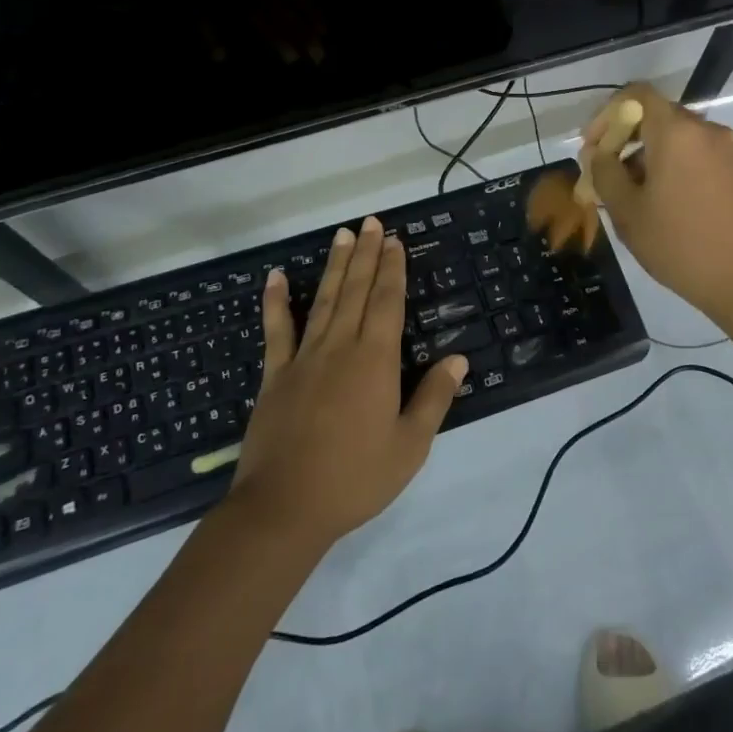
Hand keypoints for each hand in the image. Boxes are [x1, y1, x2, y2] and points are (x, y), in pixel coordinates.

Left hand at [230, 216, 468, 547]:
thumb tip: (458, 359)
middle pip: (356, 290)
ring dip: (335, 266)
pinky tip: (274, 277)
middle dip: (367, 255)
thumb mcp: (409, 446)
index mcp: (375, 361)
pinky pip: (276, 330)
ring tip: (342, 235)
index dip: (392, 269)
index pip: (387, 302)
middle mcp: (340, 347)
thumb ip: (434, 398)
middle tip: (371, 223)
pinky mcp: (276, 375)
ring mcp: (304, 358)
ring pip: (323, 300)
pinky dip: (275, 302)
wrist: (284, 508)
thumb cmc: (355, 478)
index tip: (395, 240)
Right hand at [584, 84, 732, 320]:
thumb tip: (598, 154)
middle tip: (604, 174)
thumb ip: (604, 173)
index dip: (607, 114)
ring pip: (676, 138)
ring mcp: (727, 149)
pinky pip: (695, 154)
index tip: (592, 146)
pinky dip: (672, 166)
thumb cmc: (680, 244)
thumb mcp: (627, 212)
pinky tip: (661, 203)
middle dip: (624, 139)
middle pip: (656, 116)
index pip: (636, 95)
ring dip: (647, 155)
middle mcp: (705, 130)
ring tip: (630, 196)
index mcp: (676, 131)